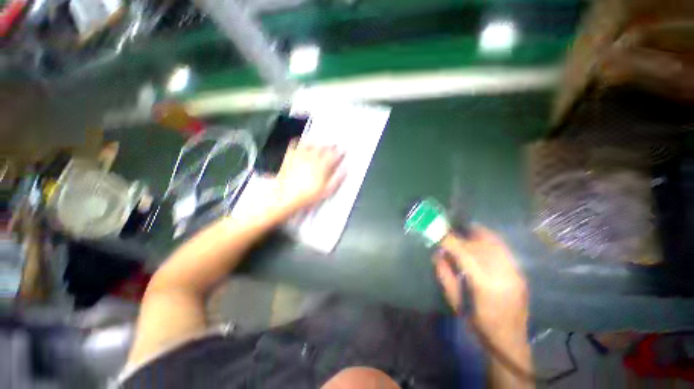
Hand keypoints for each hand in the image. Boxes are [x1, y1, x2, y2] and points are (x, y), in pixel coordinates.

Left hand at [274, 140, 345, 210]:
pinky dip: (299, 142)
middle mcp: (312, 158)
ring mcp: (300, 156)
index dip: (340, 152)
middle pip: (323, 147)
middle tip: (333, 146)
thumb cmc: (307, 195)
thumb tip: (344, 170)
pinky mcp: (290, 157)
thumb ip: (337, 179)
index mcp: (322, 166)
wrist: (286, 196)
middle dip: (330, 146)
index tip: (342, 151)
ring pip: (310, 144)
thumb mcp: (326, 190)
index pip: (334, 155)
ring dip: (317, 142)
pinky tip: (301, 143)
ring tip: (319, 143)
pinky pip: (295, 145)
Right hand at [434, 227, 528, 344]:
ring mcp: (514, 272)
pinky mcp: (520, 273)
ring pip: (494, 242)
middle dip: (461, 234)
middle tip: (449, 232)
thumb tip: (436, 253)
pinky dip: (490, 240)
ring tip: (464, 231)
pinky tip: (480, 240)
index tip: (437, 233)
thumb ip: (444, 274)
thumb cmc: (478, 323)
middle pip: (479, 243)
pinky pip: (503, 249)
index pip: (463, 252)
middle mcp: (502, 274)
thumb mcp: (454, 300)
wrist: (509, 340)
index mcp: (483, 284)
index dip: (449, 240)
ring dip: (476, 234)